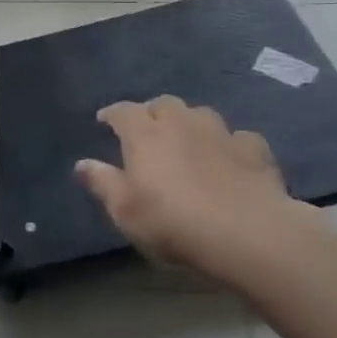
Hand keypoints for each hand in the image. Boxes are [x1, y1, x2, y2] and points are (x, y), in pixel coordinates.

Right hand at [75, 97, 313, 277]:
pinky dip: (227, 143)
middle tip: (146, 130)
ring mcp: (222, 133)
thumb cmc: (172, 222)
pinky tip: (228, 158)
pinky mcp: (255, 149)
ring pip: (201, 114)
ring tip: (187, 140)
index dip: (112, 114)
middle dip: (152, 112)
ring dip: (189, 122)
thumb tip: (82, 163)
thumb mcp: (124, 210)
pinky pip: (236, 137)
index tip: (104, 121)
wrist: (248, 233)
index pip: (123, 111)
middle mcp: (182, 123)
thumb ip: (102, 182)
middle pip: (163, 104)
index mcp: (145, 134)